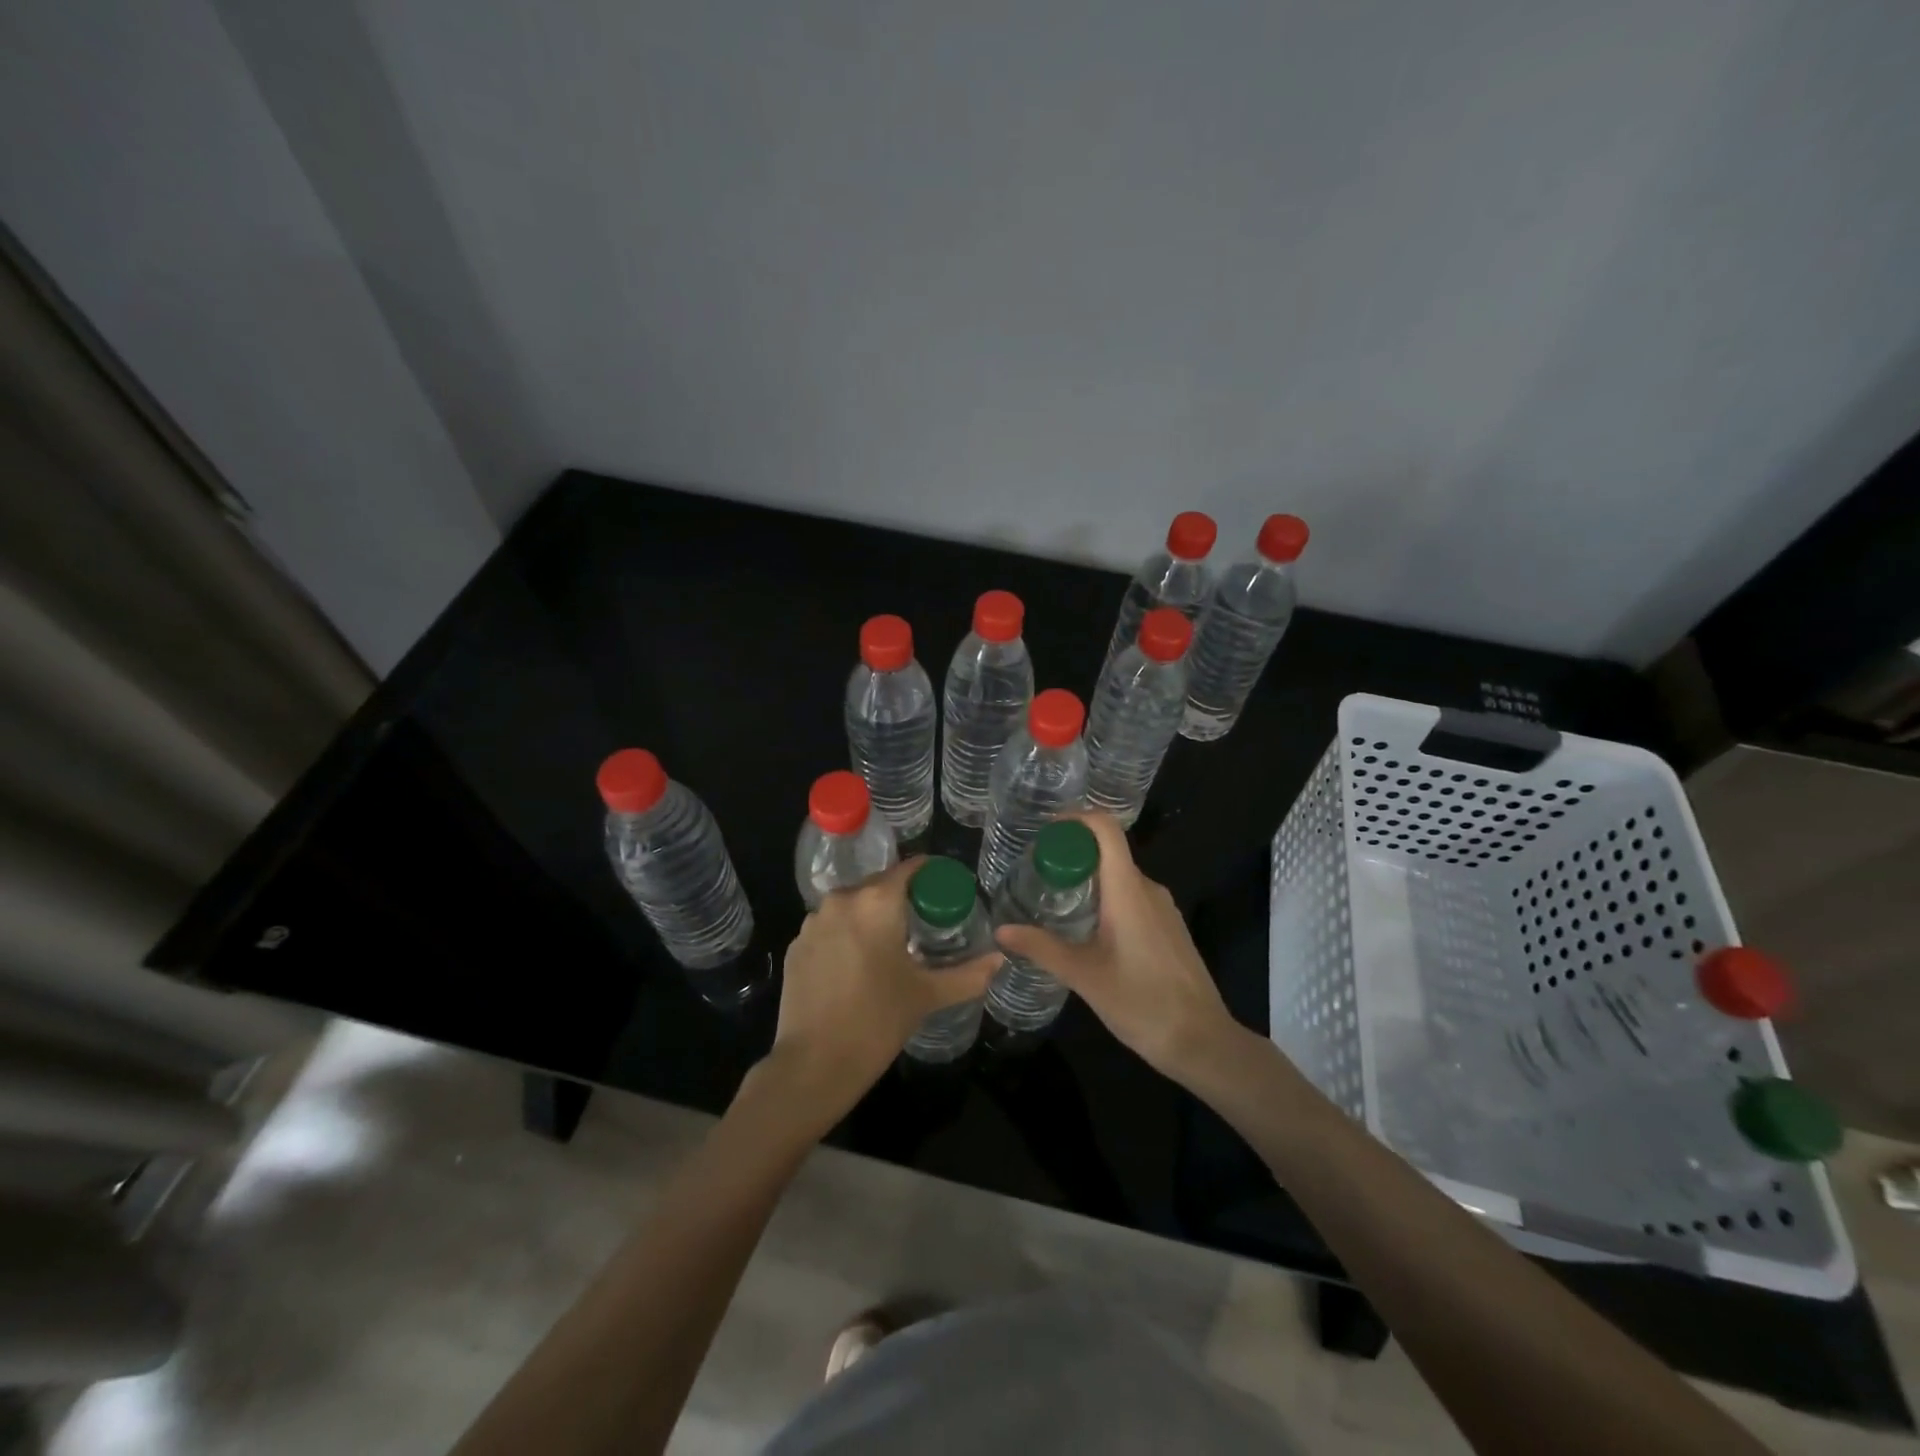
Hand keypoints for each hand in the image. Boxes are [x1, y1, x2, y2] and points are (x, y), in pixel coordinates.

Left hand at [756, 857, 998, 1131]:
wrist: (813, 1064)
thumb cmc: (877, 1021)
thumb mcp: (927, 995)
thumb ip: (968, 974)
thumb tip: (1000, 959)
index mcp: (876, 901)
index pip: (909, 868)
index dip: (930, 874)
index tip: (945, 888)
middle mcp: (841, 900)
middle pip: (878, 885)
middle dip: (901, 898)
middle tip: (923, 923)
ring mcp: (812, 923)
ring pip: (851, 906)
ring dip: (870, 917)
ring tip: (889, 947)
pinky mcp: (795, 946)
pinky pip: (829, 928)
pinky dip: (845, 937)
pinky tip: (856, 967)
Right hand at [994, 813, 1238, 1085]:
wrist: (1202, 1041)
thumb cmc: (1142, 1003)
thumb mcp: (1084, 976)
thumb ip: (1042, 948)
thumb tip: (1001, 930)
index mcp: (1128, 890)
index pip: (1106, 829)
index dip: (1075, 818)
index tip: (1044, 830)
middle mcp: (1148, 889)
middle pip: (1108, 851)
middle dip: (1071, 854)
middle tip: (1035, 873)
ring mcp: (1162, 909)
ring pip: (1119, 877)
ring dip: (1087, 880)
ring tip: (1052, 900)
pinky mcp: (1168, 928)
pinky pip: (1132, 898)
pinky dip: (1105, 899)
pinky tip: (1085, 930)